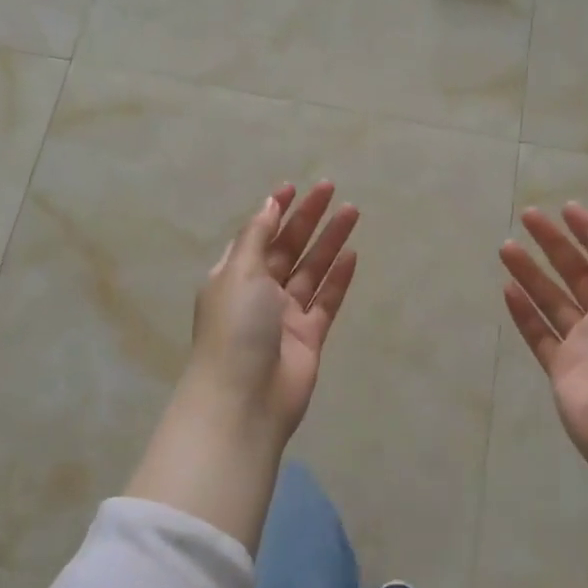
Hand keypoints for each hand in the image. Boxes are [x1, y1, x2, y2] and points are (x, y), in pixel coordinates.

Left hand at [184, 181, 359, 451]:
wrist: (245, 399)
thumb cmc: (235, 328)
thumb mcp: (240, 272)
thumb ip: (257, 237)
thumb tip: (268, 204)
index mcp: (234, 276)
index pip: (257, 235)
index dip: (274, 211)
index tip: (294, 188)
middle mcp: (259, 292)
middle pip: (287, 248)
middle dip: (308, 219)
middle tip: (331, 190)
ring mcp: (285, 316)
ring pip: (311, 271)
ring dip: (329, 242)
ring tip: (352, 213)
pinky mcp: (309, 337)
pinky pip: (326, 301)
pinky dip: (338, 278)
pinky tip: (353, 254)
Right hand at [499, 203, 587, 486]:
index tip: (565, 209)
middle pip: (577, 274)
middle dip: (553, 246)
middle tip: (526, 218)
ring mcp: (584, 344)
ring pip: (552, 301)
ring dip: (531, 274)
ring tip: (505, 248)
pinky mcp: (561, 368)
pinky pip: (539, 334)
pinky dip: (524, 313)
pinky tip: (507, 289)